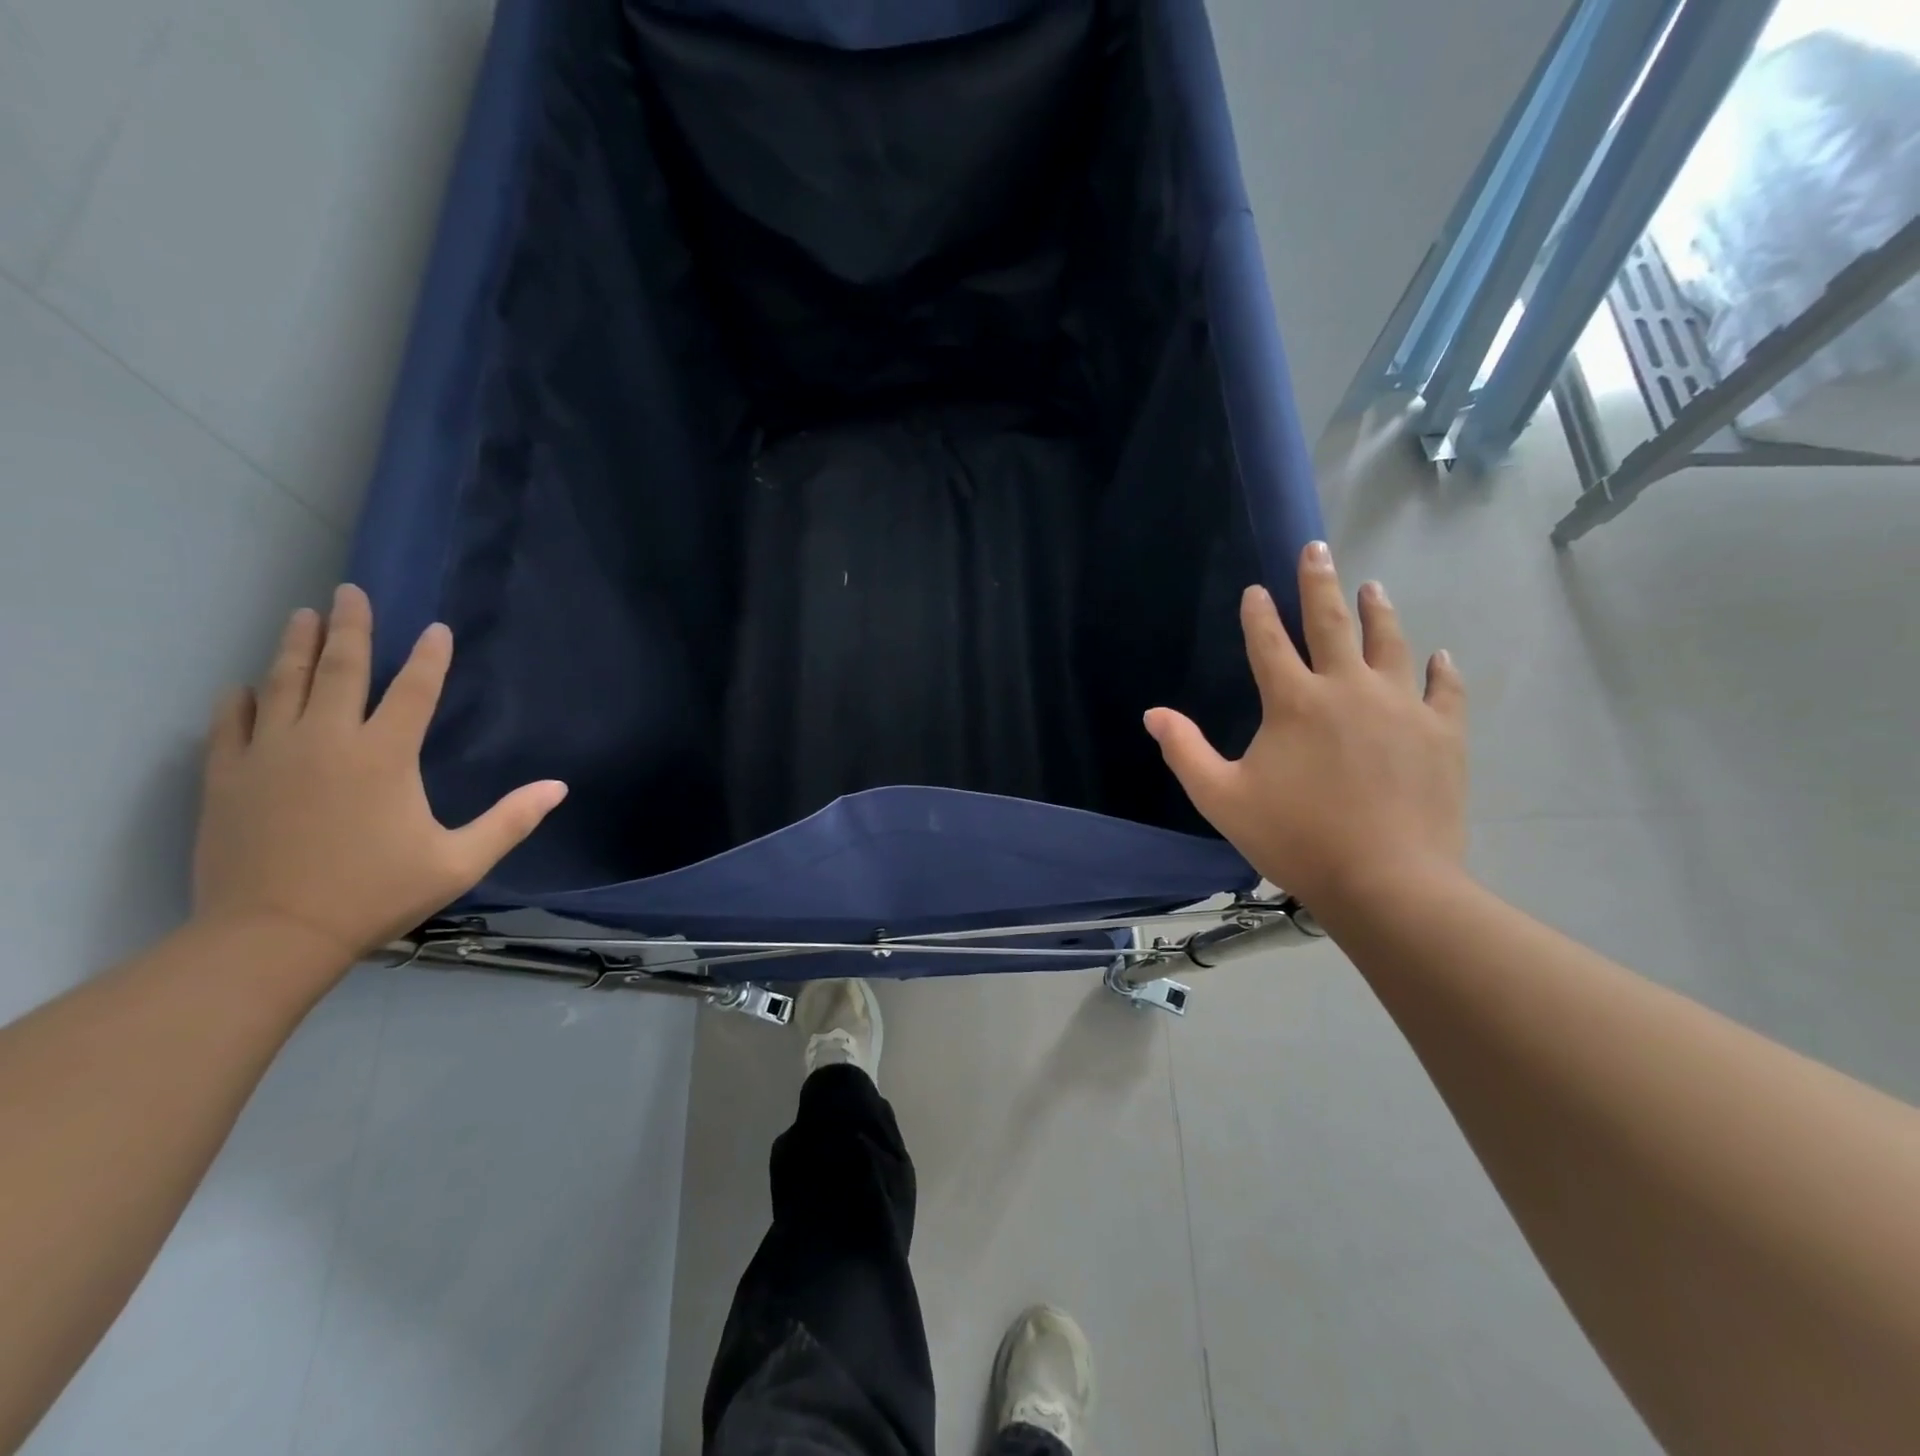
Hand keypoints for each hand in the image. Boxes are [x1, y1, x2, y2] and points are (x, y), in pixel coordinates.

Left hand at [192, 585, 567, 967]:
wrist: (271, 935)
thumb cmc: (377, 893)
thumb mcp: (460, 861)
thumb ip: (511, 820)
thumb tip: (559, 787)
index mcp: (385, 755)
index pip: (413, 690)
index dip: (429, 657)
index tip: (435, 629)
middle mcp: (327, 740)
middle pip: (340, 669)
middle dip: (350, 627)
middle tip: (349, 591)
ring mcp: (270, 755)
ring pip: (283, 684)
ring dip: (296, 647)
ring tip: (302, 615)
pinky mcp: (227, 777)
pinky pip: (232, 723)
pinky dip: (241, 699)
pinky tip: (245, 686)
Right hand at [1145, 541, 1465, 912]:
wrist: (1386, 881)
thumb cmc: (1295, 838)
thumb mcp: (1220, 798)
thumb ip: (1185, 751)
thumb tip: (1153, 713)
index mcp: (1293, 702)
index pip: (1269, 643)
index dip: (1258, 615)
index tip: (1255, 590)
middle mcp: (1347, 688)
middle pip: (1331, 623)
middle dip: (1320, 583)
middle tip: (1317, 550)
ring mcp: (1400, 707)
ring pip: (1389, 643)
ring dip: (1378, 611)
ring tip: (1373, 586)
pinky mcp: (1440, 733)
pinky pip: (1442, 689)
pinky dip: (1438, 669)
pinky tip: (1438, 655)